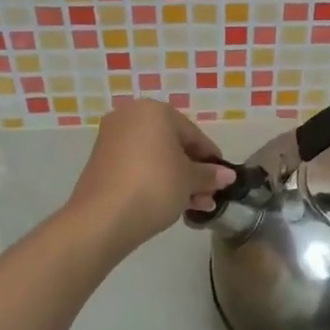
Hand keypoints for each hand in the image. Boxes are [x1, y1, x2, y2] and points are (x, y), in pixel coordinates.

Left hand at [66, 100, 234, 252]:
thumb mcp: (190, 180)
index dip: (211, 158)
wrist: (103, 218)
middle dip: (193, 173)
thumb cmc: (155, 186)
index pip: (193, 134)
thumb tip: (227, 175)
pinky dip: (155, 182)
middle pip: (173, 146)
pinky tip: (172, 204)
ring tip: (196, 207)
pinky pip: (137, 168)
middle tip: (209, 196)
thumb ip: (210, 175)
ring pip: (156, 159)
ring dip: (178, 181)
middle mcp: (130, 118)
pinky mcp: (101, 163)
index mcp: (154, 111)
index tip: (222, 179)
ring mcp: (112, 140)